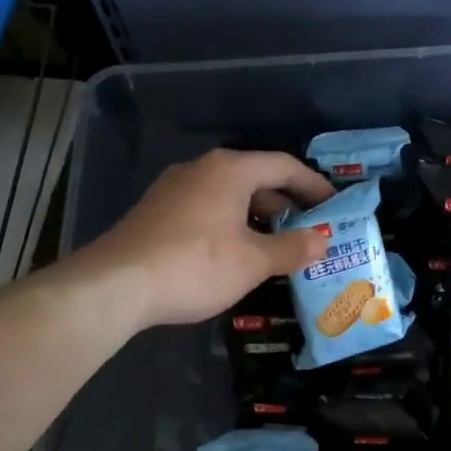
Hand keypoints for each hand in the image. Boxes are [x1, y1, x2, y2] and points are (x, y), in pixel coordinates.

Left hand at [80, 149, 334, 329]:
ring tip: (277, 243)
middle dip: (286, 202)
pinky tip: (235, 251)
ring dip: (257, 215)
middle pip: (255, 177)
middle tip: (310, 227)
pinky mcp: (157, 211)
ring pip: (229, 194)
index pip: (284, 165)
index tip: (334, 205)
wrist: (116, 284)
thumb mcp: (252, 261)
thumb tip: (322, 240)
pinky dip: (231, 222)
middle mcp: (201, 169)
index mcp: (230, 170)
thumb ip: (292, 248)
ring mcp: (174, 189)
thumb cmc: (195, 265)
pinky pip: (206, 208)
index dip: (313, 185)